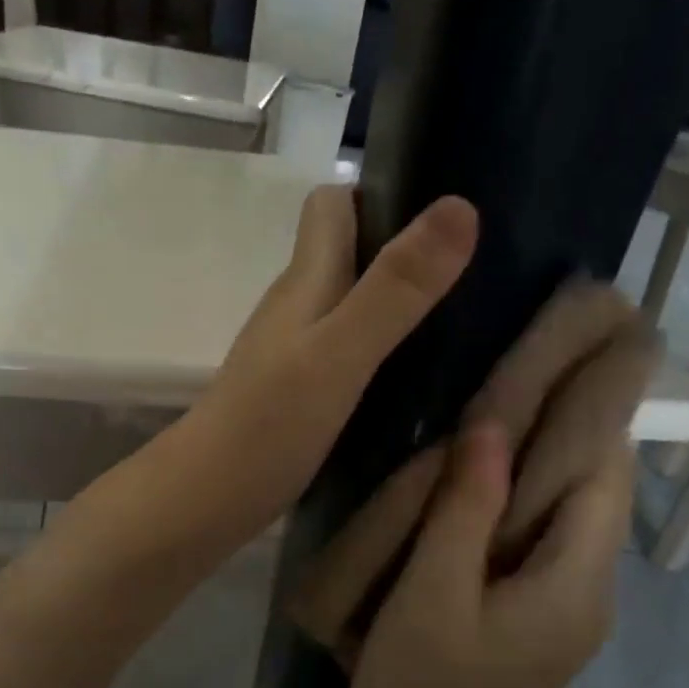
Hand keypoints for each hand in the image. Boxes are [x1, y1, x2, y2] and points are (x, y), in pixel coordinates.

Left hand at [179, 184, 476, 542]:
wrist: (206, 500)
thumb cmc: (267, 424)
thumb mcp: (339, 354)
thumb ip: (395, 289)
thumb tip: (460, 206)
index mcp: (305, 279)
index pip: (334, 202)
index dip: (382, 187)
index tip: (447, 197)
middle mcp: (299, 305)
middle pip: (351, 249)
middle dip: (408, 243)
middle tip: (482, 258)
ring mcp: (297, 350)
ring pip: (354, 300)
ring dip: (401, 297)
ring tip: (470, 308)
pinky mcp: (302, 391)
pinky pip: (352, 348)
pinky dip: (388, 345)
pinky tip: (425, 367)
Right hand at [290, 285, 655, 687]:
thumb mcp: (434, 597)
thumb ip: (464, 511)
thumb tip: (492, 426)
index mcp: (576, 585)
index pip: (604, 475)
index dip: (592, 410)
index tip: (567, 349)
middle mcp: (586, 589)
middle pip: (591, 488)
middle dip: (565, 424)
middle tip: (520, 361)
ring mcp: (560, 603)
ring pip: (561, 509)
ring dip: (536, 457)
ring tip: (494, 398)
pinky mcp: (530, 610)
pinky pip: (533, 534)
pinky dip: (514, 494)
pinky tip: (471, 469)